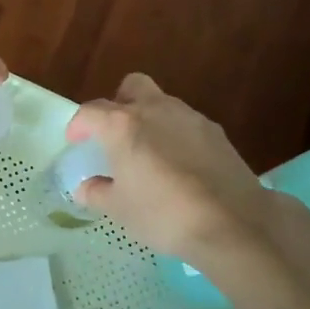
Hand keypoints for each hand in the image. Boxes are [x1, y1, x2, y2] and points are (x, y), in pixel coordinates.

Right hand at [66, 74, 283, 266]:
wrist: (232, 221)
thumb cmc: (163, 213)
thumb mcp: (120, 209)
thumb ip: (97, 192)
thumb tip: (86, 187)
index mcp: (122, 125)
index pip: (91, 111)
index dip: (79, 125)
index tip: (77, 142)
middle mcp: (154, 109)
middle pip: (131, 87)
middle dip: (119, 103)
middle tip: (116, 134)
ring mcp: (189, 117)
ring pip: (162, 102)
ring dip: (150, 118)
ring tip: (150, 153)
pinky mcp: (215, 132)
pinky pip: (186, 123)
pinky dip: (176, 135)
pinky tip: (181, 166)